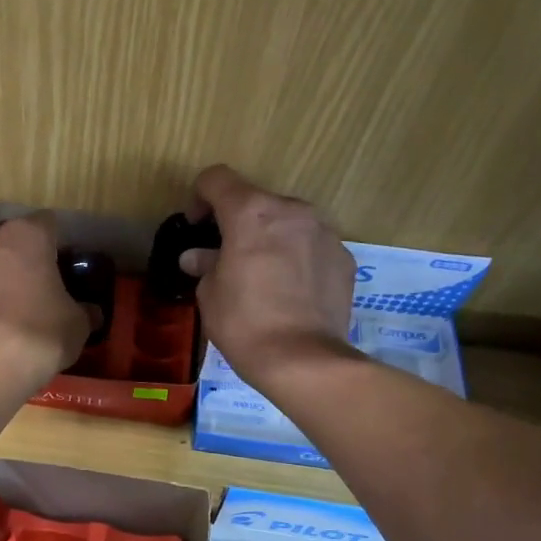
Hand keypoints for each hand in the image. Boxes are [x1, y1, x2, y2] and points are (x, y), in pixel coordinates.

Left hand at [0, 212, 90, 393]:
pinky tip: (1, 325)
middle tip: (48, 286)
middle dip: (31, 258)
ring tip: (23, 308)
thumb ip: (85, 310)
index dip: (61, 244)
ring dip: (8, 278)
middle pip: (17, 241)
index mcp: (29, 235)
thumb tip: (90, 312)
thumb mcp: (78, 324)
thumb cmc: (41, 332)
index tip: (69, 267)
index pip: (50, 224)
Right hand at [182, 165, 355, 387]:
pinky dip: (297, 258)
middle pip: (256, 201)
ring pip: (288, 222)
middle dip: (239, 223)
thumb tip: (197, 257)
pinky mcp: (344, 257)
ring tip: (262, 275)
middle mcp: (291, 210)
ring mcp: (324, 232)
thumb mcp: (210, 294)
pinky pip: (312, 246)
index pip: (217, 179)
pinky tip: (290, 291)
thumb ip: (205, 265)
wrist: (303, 360)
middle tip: (227, 257)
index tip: (196, 226)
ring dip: (271, 238)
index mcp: (250, 212)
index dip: (200, 197)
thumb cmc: (244, 323)